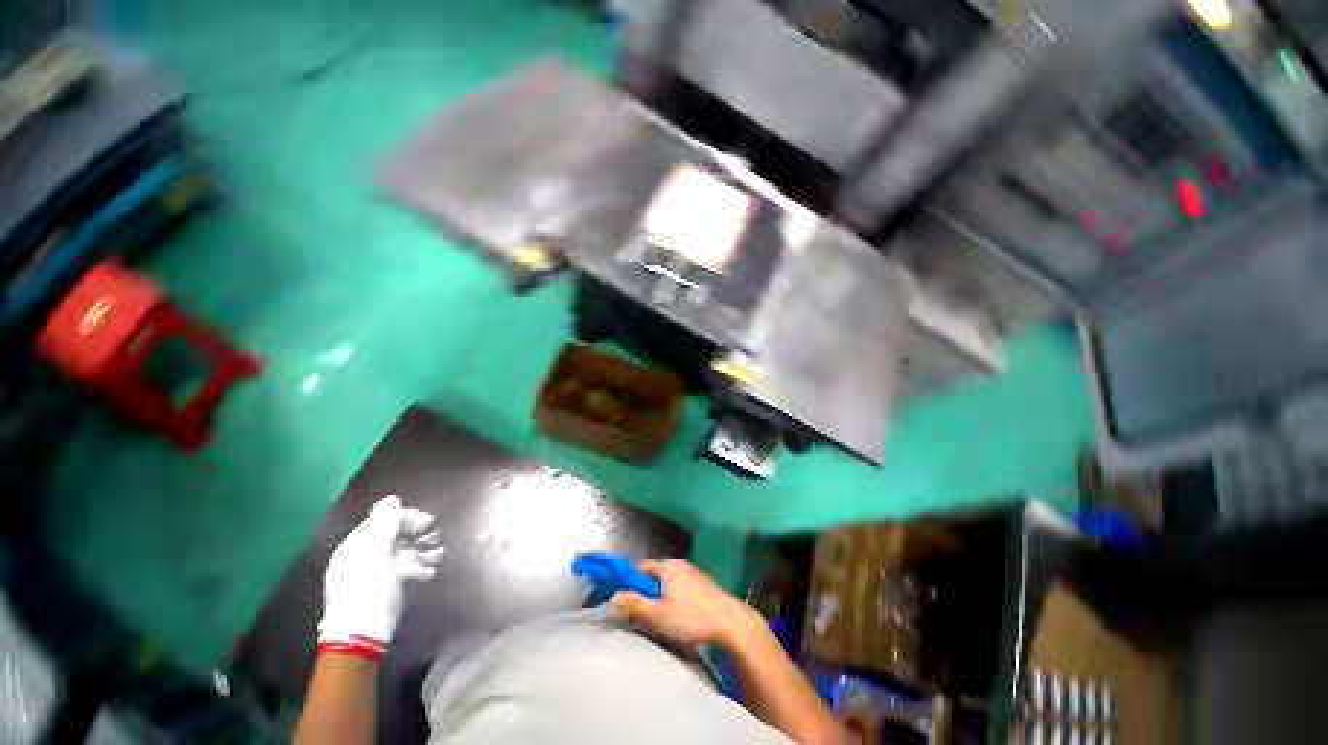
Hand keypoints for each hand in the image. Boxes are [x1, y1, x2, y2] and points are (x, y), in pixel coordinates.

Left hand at [318, 495, 443, 658]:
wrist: (362, 637)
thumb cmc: (369, 591)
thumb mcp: (377, 554)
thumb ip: (384, 525)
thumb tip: (390, 499)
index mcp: (355, 547)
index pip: (382, 522)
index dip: (406, 518)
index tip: (428, 522)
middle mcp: (362, 557)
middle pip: (393, 537)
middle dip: (416, 534)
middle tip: (436, 537)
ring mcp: (373, 575)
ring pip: (401, 554)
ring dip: (422, 550)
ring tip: (439, 554)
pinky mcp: (384, 590)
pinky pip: (402, 571)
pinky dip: (418, 568)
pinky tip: (430, 572)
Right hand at [610, 558, 759, 647]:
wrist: (730, 622)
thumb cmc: (691, 617)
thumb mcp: (658, 614)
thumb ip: (634, 604)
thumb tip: (613, 597)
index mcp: (667, 565)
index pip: (640, 567)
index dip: (630, 582)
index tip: (626, 601)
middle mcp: (679, 563)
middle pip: (654, 573)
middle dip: (645, 590)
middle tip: (641, 612)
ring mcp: (693, 571)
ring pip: (668, 580)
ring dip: (660, 594)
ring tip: (658, 616)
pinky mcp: (703, 583)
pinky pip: (680, 585)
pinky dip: (673, 595)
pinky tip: (678, 614)